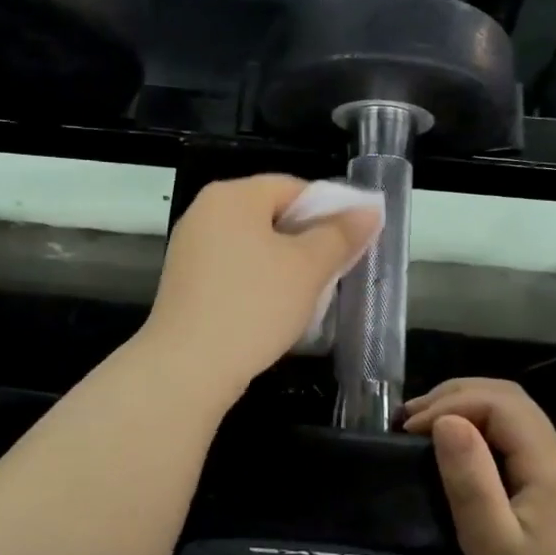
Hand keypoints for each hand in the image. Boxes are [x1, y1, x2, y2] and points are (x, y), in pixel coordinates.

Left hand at [142, 175, 379, 398]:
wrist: (187, 367)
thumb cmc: (254, 305)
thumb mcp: (309, 267)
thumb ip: (341, 234)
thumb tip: (369, 210)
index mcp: (232, 196)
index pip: (293, 187)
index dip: (330, 209)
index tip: (354, 240)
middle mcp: (205, 212)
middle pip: (272, 214)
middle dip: (309, 239)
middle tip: (339, 267)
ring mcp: (191, 248)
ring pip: (254, 244)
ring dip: (287, 263)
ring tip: (313, 291)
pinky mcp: (186, 282)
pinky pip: (235, 268)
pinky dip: (260, 280)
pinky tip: (277, 308)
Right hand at [404, 379, 555, 554]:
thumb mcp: (492, 547)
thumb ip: (471, 479)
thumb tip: (445, 420)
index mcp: (550, 469)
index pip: (504, 403)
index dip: (453, 402)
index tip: (410, 429)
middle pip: (511, 403)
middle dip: (458, 397)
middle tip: (410, 420)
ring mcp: (555, 486)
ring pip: (511, 424)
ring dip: (466, 414)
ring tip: (422, 431)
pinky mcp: (546, 506)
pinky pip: (511, 451)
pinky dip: (477, 440)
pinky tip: (452, 460)